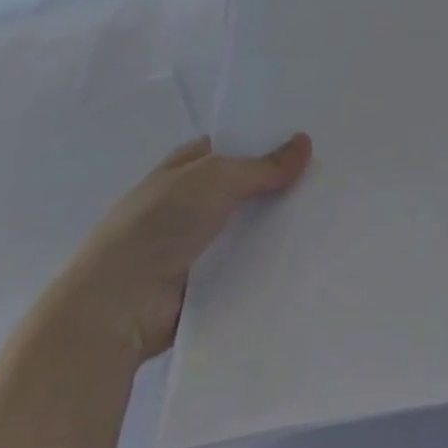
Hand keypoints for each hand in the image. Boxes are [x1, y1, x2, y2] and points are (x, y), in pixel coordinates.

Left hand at [47, 133, 311, 361]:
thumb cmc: (158, 225)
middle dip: (281, 183)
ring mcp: (198, 244)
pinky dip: (271, 259)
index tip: (311, 139)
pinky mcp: (207, 282)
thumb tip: (306, 142)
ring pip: (251, 226)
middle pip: (247, 186)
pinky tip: (310, 251)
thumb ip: (263, 165)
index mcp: (185, 168)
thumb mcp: (215, 179)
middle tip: (332, 175)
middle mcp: (191, 202)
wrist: (116, 307)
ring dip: (280, 223)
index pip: (235, 146)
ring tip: (332, 212)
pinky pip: (248, 263)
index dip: (269, 141)